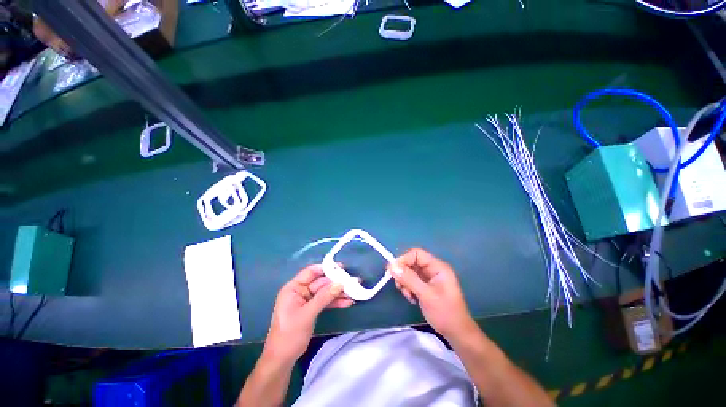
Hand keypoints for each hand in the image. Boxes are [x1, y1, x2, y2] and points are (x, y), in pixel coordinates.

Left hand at [264, 264, 353, 363]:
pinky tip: (347, 302)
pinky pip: (325, 301)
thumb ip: (324, 297)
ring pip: (325, 292)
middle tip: (353, 282)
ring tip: (354, 292)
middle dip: (336, 283)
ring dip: (338, 293)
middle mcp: (300, 291)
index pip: (311, 272)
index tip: (342, 268)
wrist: (282, 359)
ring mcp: (307, 300)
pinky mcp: (312, 308)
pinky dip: (335, 302)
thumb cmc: (290, 335)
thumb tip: (340, 283)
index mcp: (293, 288)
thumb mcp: (307, 314)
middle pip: (321, 282)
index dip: (326, 268)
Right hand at [389, 248, 475, 340]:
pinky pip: (412, 281)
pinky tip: (411, 298)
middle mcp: (433, 269)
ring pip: (410, 272)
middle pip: (412, 262)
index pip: (416, 254)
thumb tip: (392, 266)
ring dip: (405, 282)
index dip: (404, 259)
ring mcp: (429, 278)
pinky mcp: (426, 286)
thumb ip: (409, 279)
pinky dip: (408, 288)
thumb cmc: (445, 312)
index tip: (393, 271)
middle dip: (403, 273)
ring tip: (408, 295)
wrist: (457, 333)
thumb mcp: (426, 295)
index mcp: (437, 267)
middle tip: (399, 286)